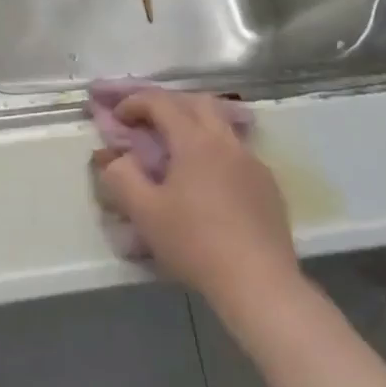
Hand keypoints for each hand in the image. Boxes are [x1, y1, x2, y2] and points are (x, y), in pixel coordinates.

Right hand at [92, 89, 304, 329]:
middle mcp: (227, 142)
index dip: (135, 102)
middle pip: (197, 103)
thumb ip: (121, 177)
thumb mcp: (144, 212)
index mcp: (195, 141)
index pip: (161, 102)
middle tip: (147, 123)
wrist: (259, 284)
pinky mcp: (269, 187)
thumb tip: (116, 159)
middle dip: (169, 105)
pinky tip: (206, 182)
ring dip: (195, 126)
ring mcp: (253, 163)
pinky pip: (237, 153)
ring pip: (222, 126)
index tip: (118, 118)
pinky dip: (214, 151)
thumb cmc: (195, 243)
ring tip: (176, 151)